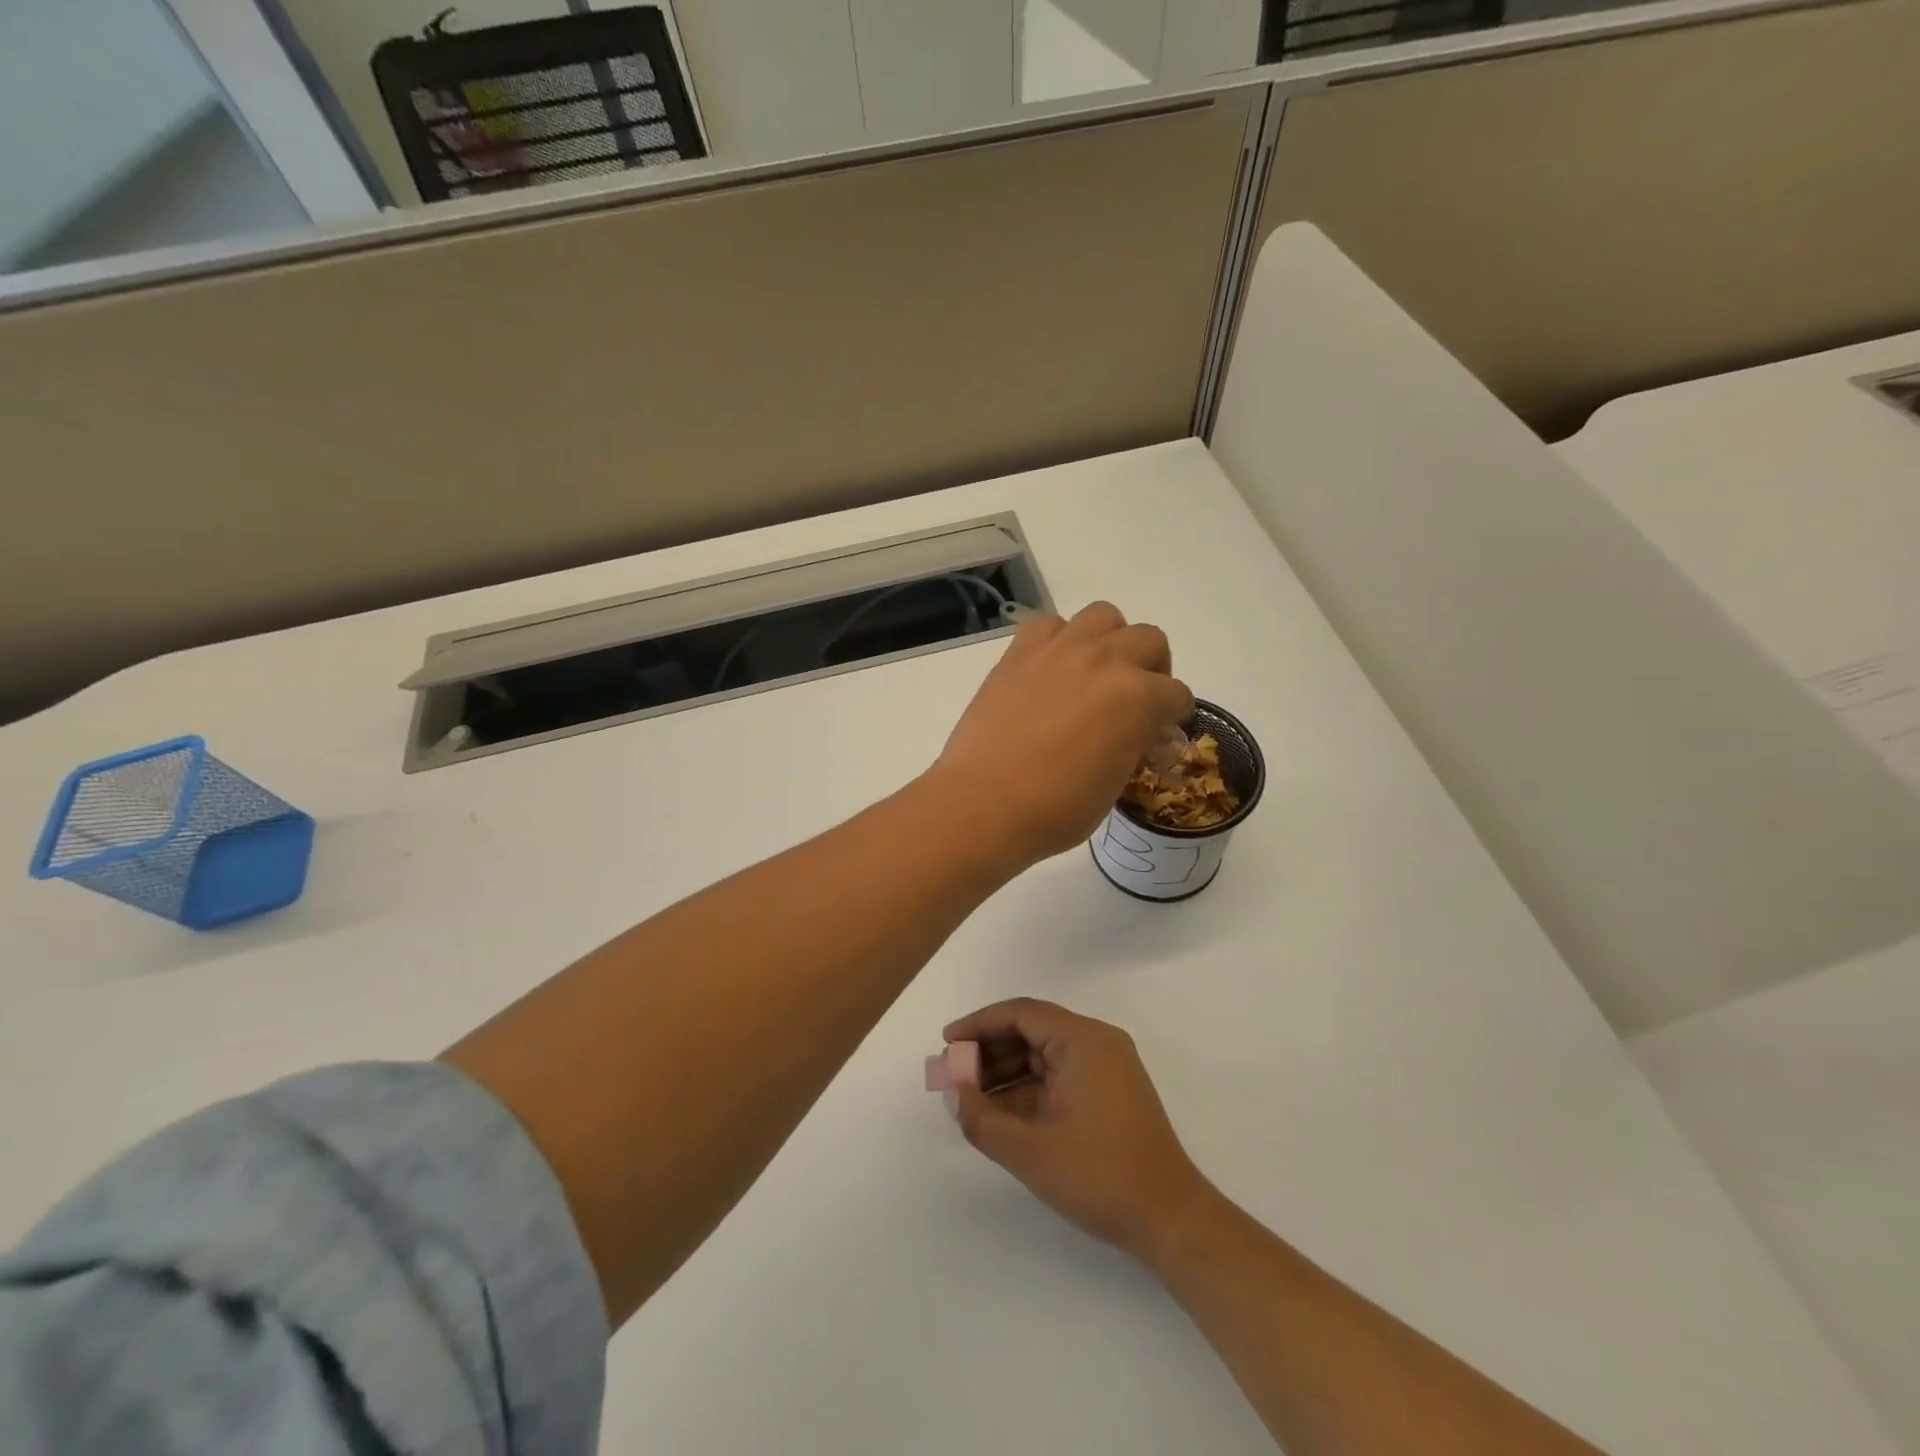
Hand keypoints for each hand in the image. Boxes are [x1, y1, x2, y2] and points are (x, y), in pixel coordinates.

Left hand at [927, 603, 1192, 867]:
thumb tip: (1137, 735)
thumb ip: (1133, 747)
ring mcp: (1059, 651)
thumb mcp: (1115, 784)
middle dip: (1152, 669)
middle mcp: (1104, 661)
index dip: (1173, 716)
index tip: (1159, 733)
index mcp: (1137, 698)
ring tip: (1097, 672)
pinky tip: (1053, 668)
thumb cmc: (1055, 809)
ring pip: (1104, 616)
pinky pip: (1050, 624)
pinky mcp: (1019, 653)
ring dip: (1111, 640)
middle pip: (1150, 639)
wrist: (984, 803)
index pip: (1177, 695)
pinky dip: (1059, 639)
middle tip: (1135, 698)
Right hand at [943, 998, 1213, 1266]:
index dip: (979, 1024)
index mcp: (1083, 1040)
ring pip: (1044, 1054)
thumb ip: (981, 1117)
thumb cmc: (1098, 1175)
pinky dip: (1029, 1088)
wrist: (1169, 1218)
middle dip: (990, 1050)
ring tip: (971, 1097)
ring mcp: (1108, 1066)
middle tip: (954, 1074)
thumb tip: (953, 1090)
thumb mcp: (1029, 1150)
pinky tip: (1002, 1113)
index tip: (947, 1042)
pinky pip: (1060, 1075)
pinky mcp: (1111, 1091)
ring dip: (1007, 1071)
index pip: (1021, 1013)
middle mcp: (1097, 1042)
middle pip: (1032, 1030)